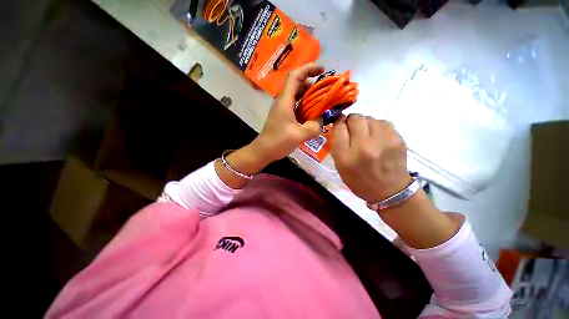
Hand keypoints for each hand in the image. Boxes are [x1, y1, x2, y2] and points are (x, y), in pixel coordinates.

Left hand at [253, 63, 324, 162]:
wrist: (263, 151)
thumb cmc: (277, 141)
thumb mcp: (298, 135)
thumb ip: (313, 127)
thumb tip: (322, 121)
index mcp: (285, 101)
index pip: (295, 76)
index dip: (308, 69)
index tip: (322, 70)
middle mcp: (283, 101)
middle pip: (297, 84)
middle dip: (312, 84)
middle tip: (326, 91)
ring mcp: (283, 109)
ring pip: (297, 95)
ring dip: (309, 96)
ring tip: (322, 102)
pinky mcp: (284, 116)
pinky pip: (296, 106)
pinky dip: (305, 106)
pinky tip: (313, 114)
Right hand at [330, 114, 410, 203]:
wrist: (389, 191)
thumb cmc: (359, 180)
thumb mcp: (340, 166)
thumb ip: (337, 145)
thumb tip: (340, 125)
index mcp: (346, 156)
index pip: (339, 128)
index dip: (338, 122)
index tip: (339, 122)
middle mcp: (363, 147)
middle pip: (355, 118)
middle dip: (351, 120)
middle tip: (352, 128)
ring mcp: (383, 142)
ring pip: (369, 118)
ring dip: (364, 123)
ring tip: (366, 134)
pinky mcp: (397, 139)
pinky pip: (383, 122)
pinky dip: (377, 126)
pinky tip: (377, 136)